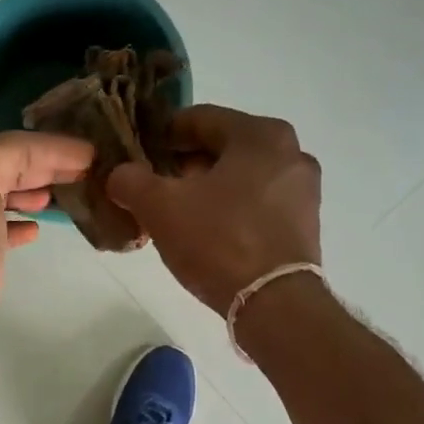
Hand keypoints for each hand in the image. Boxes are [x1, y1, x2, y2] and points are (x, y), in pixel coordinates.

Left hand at [0, 63, 94, 376]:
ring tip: (64, 196)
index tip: (91, 153)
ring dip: (30, 193)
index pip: (9, 146)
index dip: (50, 147)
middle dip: (44, 166)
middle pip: (5, 169)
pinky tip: (35, 232)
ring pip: (0, 198)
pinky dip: (15, 225)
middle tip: (90, 172)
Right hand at [106, 105, 321, 313]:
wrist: (274, 304)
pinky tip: (206, 234)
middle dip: (183, 165)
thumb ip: (131, 181)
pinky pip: (257, 205)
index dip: (162, 134)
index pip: (199, 119)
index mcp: (260, 134)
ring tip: (174, 214)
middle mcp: (291, 153)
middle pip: (222, 149)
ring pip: (240, 178)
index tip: (137, 153)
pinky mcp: (304, 225)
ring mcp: (302, 191)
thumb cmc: (219, 241)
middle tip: (152, 187)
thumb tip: (119, 175)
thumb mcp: (160, 207)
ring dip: (205, 190)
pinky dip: (229, 211)